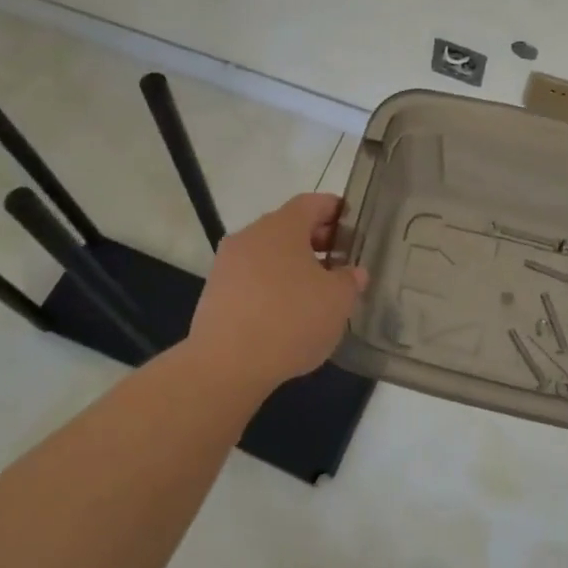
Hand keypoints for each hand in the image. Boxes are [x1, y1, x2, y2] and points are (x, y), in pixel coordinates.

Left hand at [188, 192, 367, 391]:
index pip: (312, 203)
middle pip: (289, 226)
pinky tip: (287, 312)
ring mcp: (228, 263)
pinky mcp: (215, 292)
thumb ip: (349, 280)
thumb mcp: (337, 300)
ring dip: (293, 264)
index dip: (336, 210)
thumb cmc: (291, 319)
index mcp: (282, 226)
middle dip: (317, 240)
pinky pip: (252, 277)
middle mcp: (251, 235)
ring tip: (316, 290)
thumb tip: (352, 272)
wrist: (225, 365)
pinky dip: (272, 285)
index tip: (353, 224)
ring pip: (269, 253)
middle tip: (341, 260)